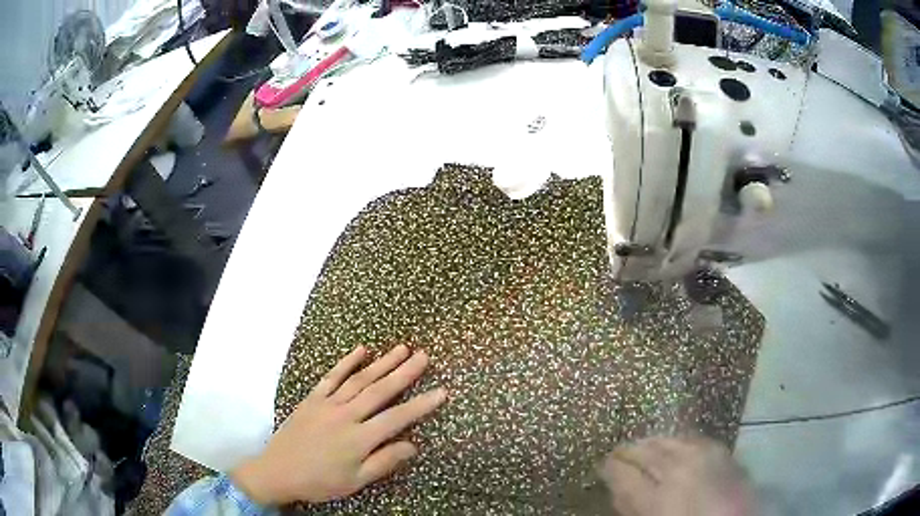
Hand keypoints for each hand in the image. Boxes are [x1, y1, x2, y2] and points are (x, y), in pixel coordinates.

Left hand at [231, 345, 446, 505]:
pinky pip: (332, 376)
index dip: (421, 405)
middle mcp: (346, 415)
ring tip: (402, 348)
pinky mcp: (312, 398)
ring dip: (382, 363)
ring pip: (359, 379)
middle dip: (404, 372)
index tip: (442, 391)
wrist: (277, 471)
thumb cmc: (320, 481)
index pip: (397, 418)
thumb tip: (413, 445)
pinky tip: (361, 350)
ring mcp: (327, 404)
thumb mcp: (355, 481)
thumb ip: (384, 462)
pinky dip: (347, 362)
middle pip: (380, 390)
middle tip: (424, 356)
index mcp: (359, 438)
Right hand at [599, 436, 756, 515]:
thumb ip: (634, 507)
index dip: (611, 468)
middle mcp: (680, 469)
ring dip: (652, 442)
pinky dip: (677, 439)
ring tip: (643, 445)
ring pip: (669, 439)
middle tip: (618, 452)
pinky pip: (691, 437)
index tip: (604, 463)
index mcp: (658, 497)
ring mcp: (703, 454)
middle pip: (647, 452)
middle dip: (630, 451)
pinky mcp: (721, 448)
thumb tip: (618, 488)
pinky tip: (673, 442)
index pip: (624, 474)